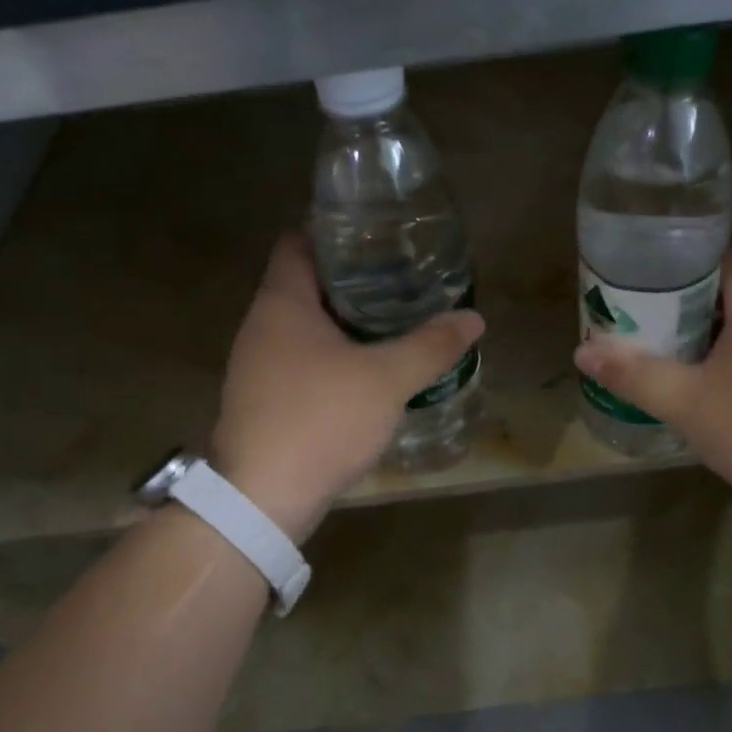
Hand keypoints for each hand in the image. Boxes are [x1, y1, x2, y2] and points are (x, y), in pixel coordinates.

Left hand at [210, 233, 484, 538]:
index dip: (335, 233)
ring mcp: (257, 366)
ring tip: (393, 322)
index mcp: (282, 304)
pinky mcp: (264, 401)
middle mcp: (261, 327)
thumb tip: (473, 318)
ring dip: (344, 323)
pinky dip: (333, 357)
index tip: (378, 237)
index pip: (298, 243)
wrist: (262, 499)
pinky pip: (302, 362)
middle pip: (305, 285)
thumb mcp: (387, 379)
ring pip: (304, 327)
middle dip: (352, 281)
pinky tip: (367, 372)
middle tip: (400, 280)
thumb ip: (431, 345)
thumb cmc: (321, 420)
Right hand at [573, 245, 731, 520]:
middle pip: (730, 291)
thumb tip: (583, 351)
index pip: (726, 256)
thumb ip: (635, 375)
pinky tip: (701, 387)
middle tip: (640, 317)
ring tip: (660, 349)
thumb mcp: (687, 403)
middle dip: (683, 302)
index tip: (645, 276)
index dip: (685, 260)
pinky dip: (725, 360)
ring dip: (703, 335)